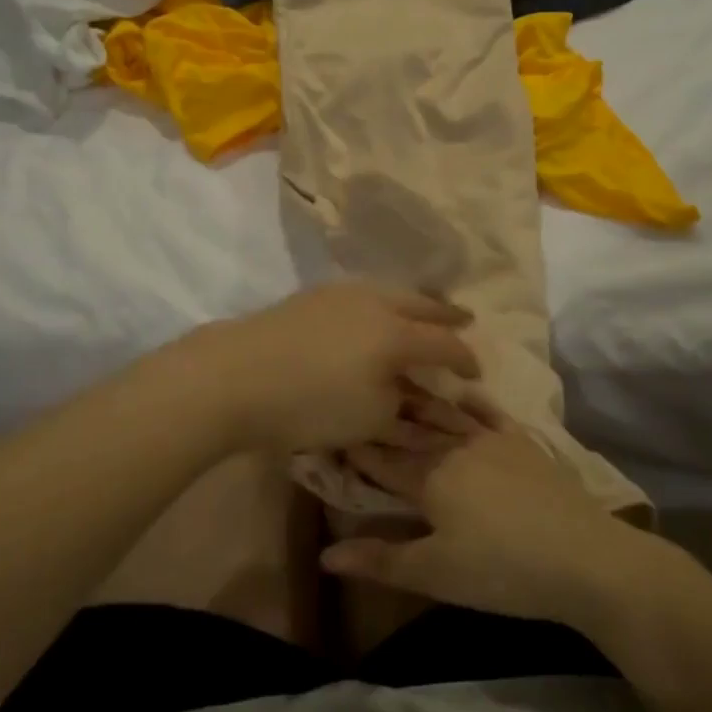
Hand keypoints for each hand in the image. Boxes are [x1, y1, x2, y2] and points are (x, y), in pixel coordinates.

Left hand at [192, 282, 479, 452]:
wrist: (235, 375)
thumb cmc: (310, 404)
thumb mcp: (368, 419)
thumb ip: (402, 408)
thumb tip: (414, 395)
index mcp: (398, 335)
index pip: (445, 345)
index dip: (465, 360)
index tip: (475, 372)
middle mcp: (376, 303)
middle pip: (422, 305)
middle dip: (446, 316)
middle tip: (464, 320)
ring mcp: (341, 293)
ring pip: (391, 292)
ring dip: (413, 303)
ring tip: (421, 312)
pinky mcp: (312, 295)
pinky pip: (363, 293)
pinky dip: (381, 302)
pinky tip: (374, 312)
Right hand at [320, 406, 649, 628]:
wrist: (585, 558)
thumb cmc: (501, 570)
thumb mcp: (435, 573)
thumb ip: (380, 561)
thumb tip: (323, 556)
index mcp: (429, 478)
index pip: (383, 458)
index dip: (358, 447)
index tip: (335, 430)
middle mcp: (456, 449)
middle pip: (412, 430)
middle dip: (385, 416)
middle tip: (361, 396)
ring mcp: (493, 442)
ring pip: (447, 415)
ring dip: (422, 402)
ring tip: (400, 384)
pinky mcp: (525, 445)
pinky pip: (492, 415)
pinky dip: (475, 402)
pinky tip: (466, 392)